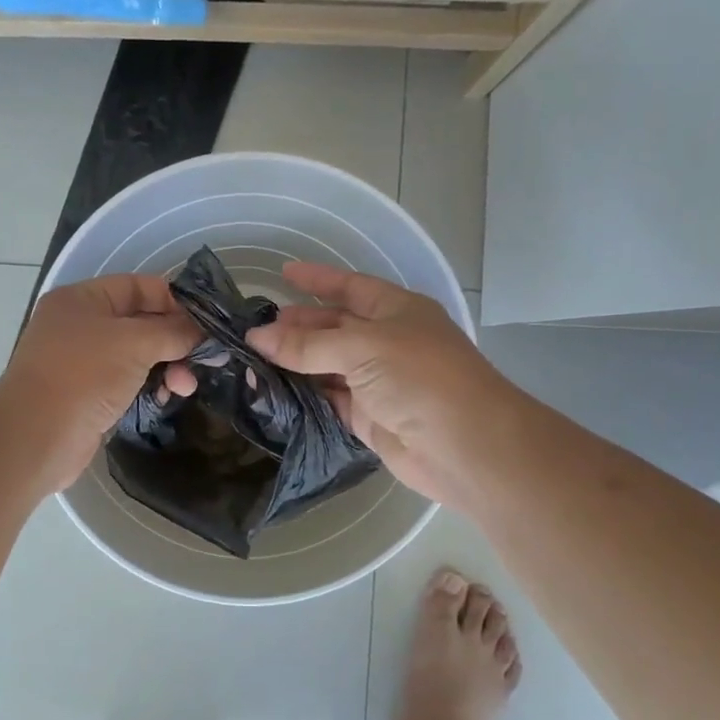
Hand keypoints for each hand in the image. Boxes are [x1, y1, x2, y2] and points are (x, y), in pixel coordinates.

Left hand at [0, 273, 199, 494]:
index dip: (173, 301)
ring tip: (185, 387)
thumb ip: (172, 332)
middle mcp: (79, 325)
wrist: (35, 439)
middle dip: (174, 340)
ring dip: (166, 367)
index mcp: (82, 300)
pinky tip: (166, 399)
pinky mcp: (86, 395)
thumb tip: (200, 331)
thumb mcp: (134, 343)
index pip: (137, 287)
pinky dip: (148, 386)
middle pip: (140, 323)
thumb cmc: (83, 376)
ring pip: (136, 355)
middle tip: (202, 360)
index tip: (205, 322)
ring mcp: (81, 362)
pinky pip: (127, 382)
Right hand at [247, 262, 518, 512]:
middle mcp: (387, 342)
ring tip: (254, 360)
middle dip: (299, 326)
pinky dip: (304, 396)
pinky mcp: (369, 418)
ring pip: (328, 366)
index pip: (350, 287)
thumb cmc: (420, 377)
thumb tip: (256, 337)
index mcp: (396, 311)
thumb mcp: (362, 348)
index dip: (318, 279)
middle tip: (256, 329)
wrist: (464, 446)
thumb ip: (308, 344)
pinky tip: (274, 392)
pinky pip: (329, 400)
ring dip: (296, 363)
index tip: (283, 274)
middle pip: (335, 328)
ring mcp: (378, 382)